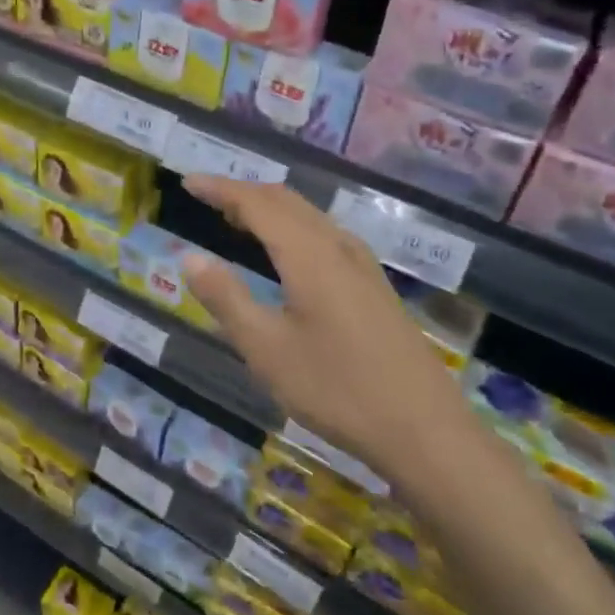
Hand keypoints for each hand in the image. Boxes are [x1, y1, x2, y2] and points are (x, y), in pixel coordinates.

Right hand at [182, 177, 475, 499]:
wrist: (426, 431)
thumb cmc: (338, 389)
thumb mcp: (267, 349)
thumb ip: (226, 298)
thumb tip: (190, 257)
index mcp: (308, 254)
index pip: (256, 203)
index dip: (220, 188)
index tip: (188, 183)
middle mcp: (337, 246)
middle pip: (285, 201)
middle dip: (243, 192)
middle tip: (206, 197)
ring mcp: (362, 265)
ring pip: (308, 215)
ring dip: (269, 208)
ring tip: (236, 219)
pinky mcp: (374, 286)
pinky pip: (324, 234)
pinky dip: (292, 226)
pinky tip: (286, 253)